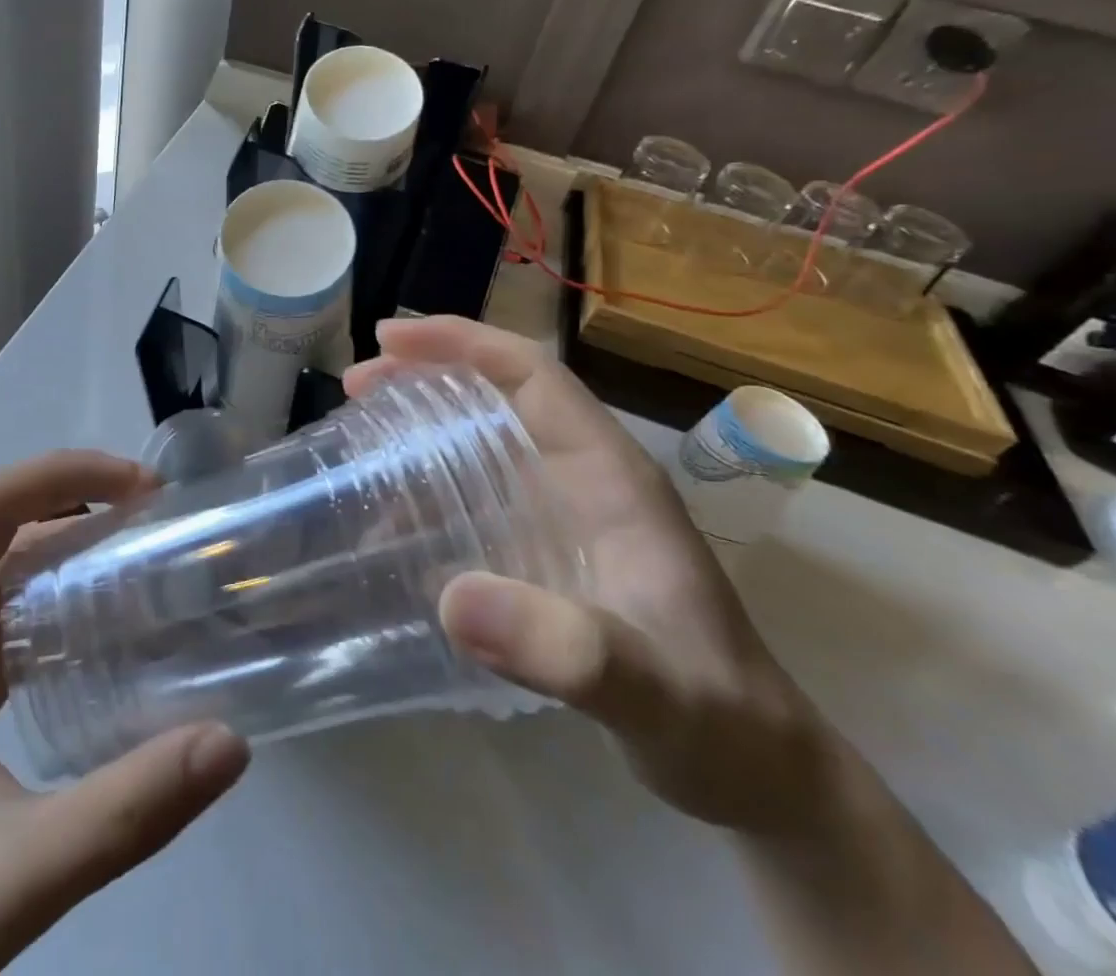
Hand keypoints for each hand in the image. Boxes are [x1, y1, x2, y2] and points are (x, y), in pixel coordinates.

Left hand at [0, 452, 249, 975]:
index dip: (58, 476)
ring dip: (67, 533)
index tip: (139, 488)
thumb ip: (127, 813)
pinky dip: (57, 582)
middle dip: (74, 494)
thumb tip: (230, 742)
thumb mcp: (19, 878)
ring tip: (143, 544)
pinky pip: (4, 600)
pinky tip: (105, 612)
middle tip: (157, 510)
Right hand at [344, 317, 834, 832]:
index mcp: (610, 474)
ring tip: (360, 437)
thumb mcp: (650, 695)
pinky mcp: (551, 549)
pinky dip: (429, 488)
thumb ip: (565, 649)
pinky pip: (479, 491)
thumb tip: (450, 598)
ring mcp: (568, 512)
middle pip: (498, 392)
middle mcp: (585, 477)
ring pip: (484, 438)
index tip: (388, 340)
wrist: (759, 775)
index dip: (461, 343)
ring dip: (421, 425)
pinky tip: (390, 520)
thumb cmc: (717, 724)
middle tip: (357, 384)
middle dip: (426, 373)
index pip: (532, 375)